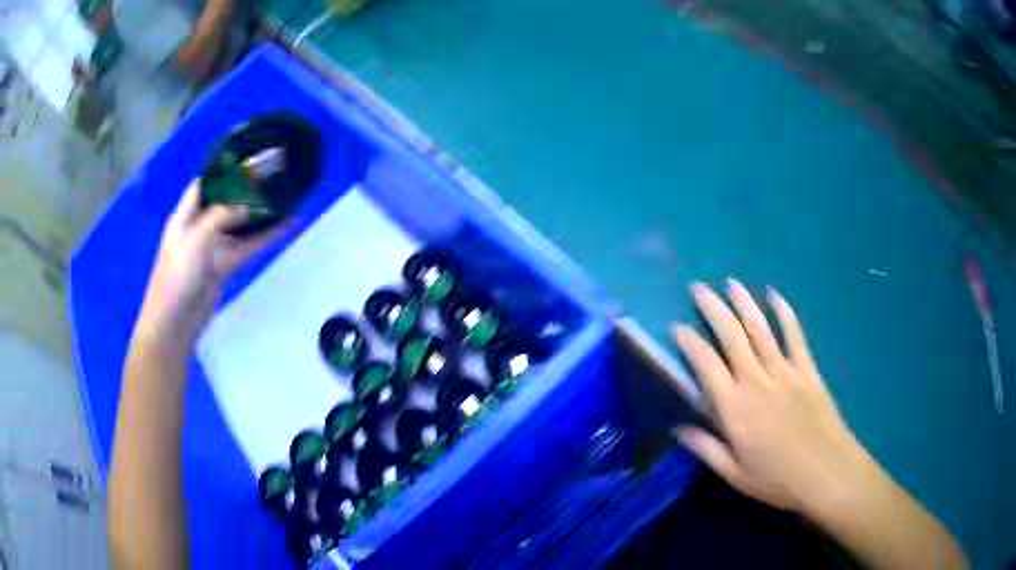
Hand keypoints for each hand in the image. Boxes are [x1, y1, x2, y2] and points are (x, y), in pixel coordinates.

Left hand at [135, 179, 289, 354]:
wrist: (175, 323)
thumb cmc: (176, 276)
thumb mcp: (195, 239)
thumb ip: (220, 217)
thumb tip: (248, 205)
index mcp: (185, 216)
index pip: (203, 185)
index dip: (221, 171)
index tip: (246, 159)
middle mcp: (199, 227)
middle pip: (225, 202)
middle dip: (245, 189)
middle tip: (272, 175)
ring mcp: (213, 247)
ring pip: (240, 224)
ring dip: (260, 213)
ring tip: (284, 196)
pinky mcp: (226, 266)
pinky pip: (248, 246)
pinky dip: (266, 237)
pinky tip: (286, 226)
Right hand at [673, 280, 879, 518]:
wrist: (826, 472)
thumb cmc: (777, 480)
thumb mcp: (735, 474)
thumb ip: (707, 449)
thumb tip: (679, 429)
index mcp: (735, 408)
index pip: (706, 365)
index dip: (690, 343)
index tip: (677, 326)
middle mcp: (757, 381)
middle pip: (732, 337)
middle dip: (713, 310)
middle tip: (699, 288)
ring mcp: (785, 372)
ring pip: (761, 330)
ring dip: (744, 304)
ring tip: (730, 283)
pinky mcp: (807, 370)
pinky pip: (795, 336)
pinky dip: (785, 314)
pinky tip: (775, 295)